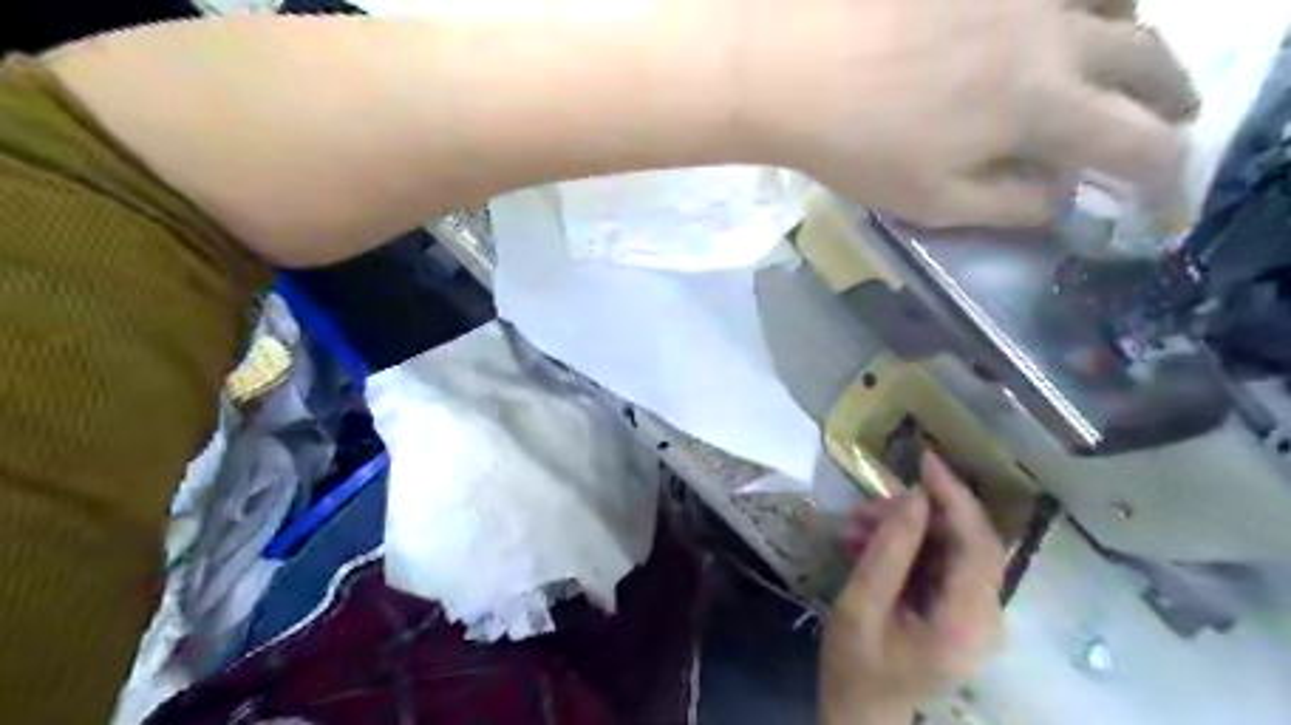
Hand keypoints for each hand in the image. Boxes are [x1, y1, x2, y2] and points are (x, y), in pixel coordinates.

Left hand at [741, 0, 1204, 227]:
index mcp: (1043, 106)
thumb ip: (1009, 202)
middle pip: (1148, 62)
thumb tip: (1062, 197)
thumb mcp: (933, 201)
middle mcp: (1055, 36)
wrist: (798, 69)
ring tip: (1127, 72)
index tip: (1165, 209)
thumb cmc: (859, 147)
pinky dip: (1087, 5)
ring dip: (1139, 46)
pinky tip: (1067, 23)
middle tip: (1171, 127)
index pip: (1138, 146)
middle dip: (1171, 103)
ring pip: (1120, 5)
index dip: (1165, 181)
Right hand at [815, 454, 1006, 724]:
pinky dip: (904, 548)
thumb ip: (889, 551)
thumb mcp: (861, 606)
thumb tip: (914, 496)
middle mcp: (985, 619)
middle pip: (966, 543)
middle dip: (917, 514)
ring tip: (854, 525)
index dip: (955, 497)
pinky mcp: (959, 614)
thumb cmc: (856, 669)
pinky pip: (938, 564)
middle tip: (866, 506)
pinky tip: (864, 543)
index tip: (924, 459)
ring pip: (949, 549)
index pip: (977, 545)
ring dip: (904, 530)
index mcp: (966, 624)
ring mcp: (975, 617)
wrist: (860, 716)